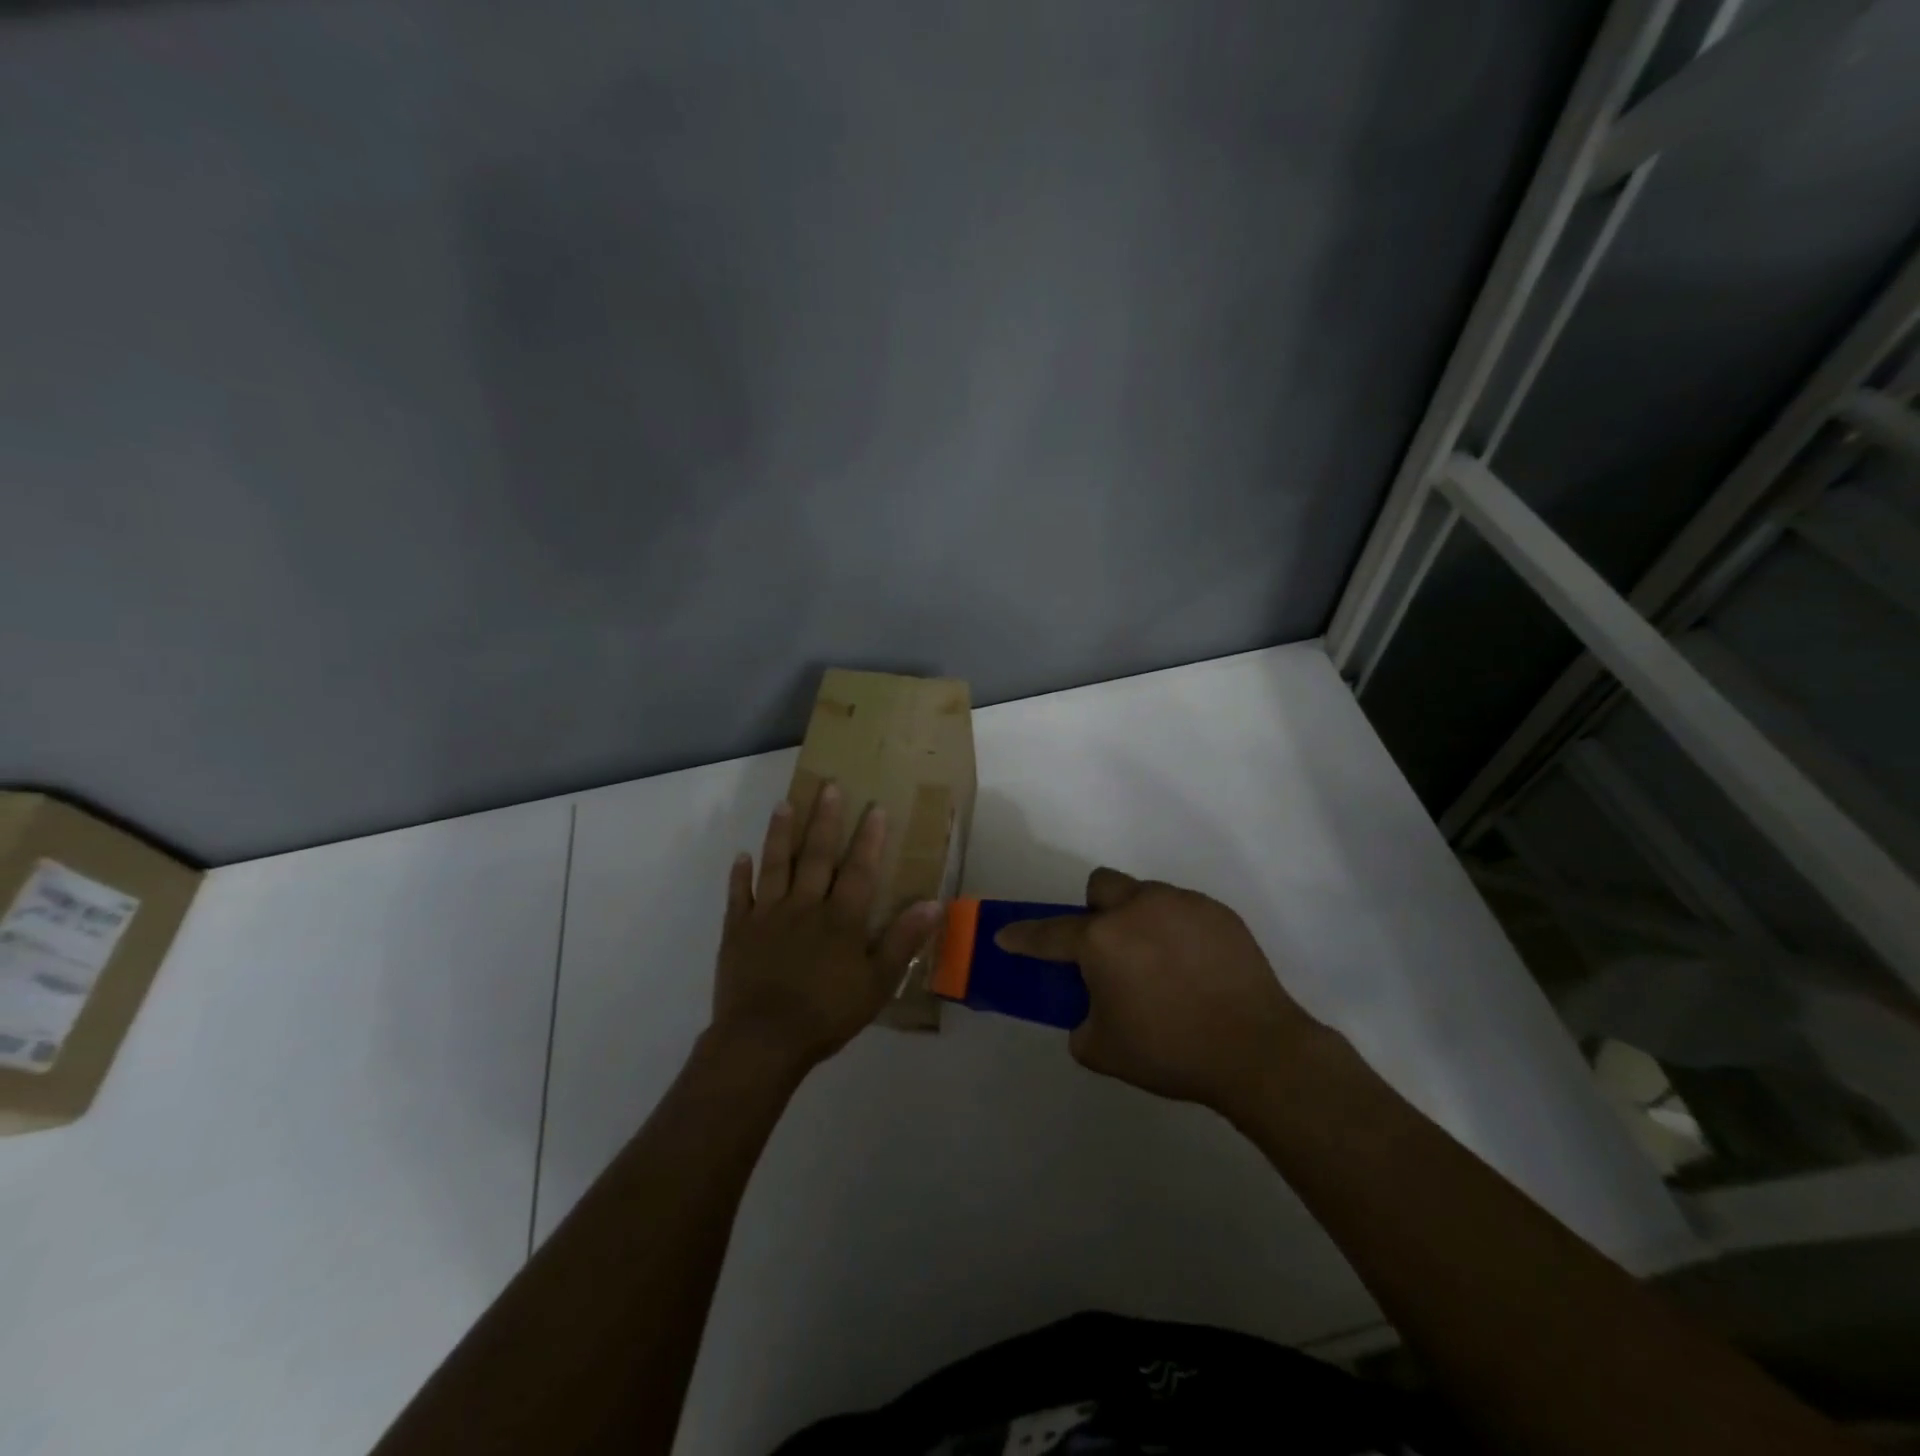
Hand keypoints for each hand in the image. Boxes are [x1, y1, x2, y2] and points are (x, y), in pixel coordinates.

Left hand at [711, 783, 943, 1073]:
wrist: (763, 1040)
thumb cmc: (827, 1014)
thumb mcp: (877, 984)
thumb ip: (903, 941)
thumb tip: (934, 903)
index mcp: (841, 919)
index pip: (859, 870)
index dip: (869, 839)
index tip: (875, 808)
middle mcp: (805, 906)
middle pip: (817, 856)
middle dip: (825, 820)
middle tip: (828, 787)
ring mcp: (768, 915)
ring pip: (776, 864)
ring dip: (781, 833)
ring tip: (785, 804)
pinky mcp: (739, 930)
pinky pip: (739, 895)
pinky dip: (740, 875)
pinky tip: (741, 856)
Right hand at [995, 868, 1326, 1120]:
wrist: (1256, 1050)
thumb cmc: (1170, 1051)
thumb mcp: (1104, 1051)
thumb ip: (1081, 1025)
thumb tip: (1088, 1010)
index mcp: (1102, 940)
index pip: (1048, 933)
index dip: (1023, 936)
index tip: (1006, 936)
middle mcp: (1136, 909)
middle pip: (1101, 886)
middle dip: (1095, 910)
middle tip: (1108, 948)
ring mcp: (1181, 904)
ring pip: (1145, 895)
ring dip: (1138, 919)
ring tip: (1160, 963)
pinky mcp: (1217, 912)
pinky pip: (1183, 910)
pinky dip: (1177, 931)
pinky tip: (1194, 967)